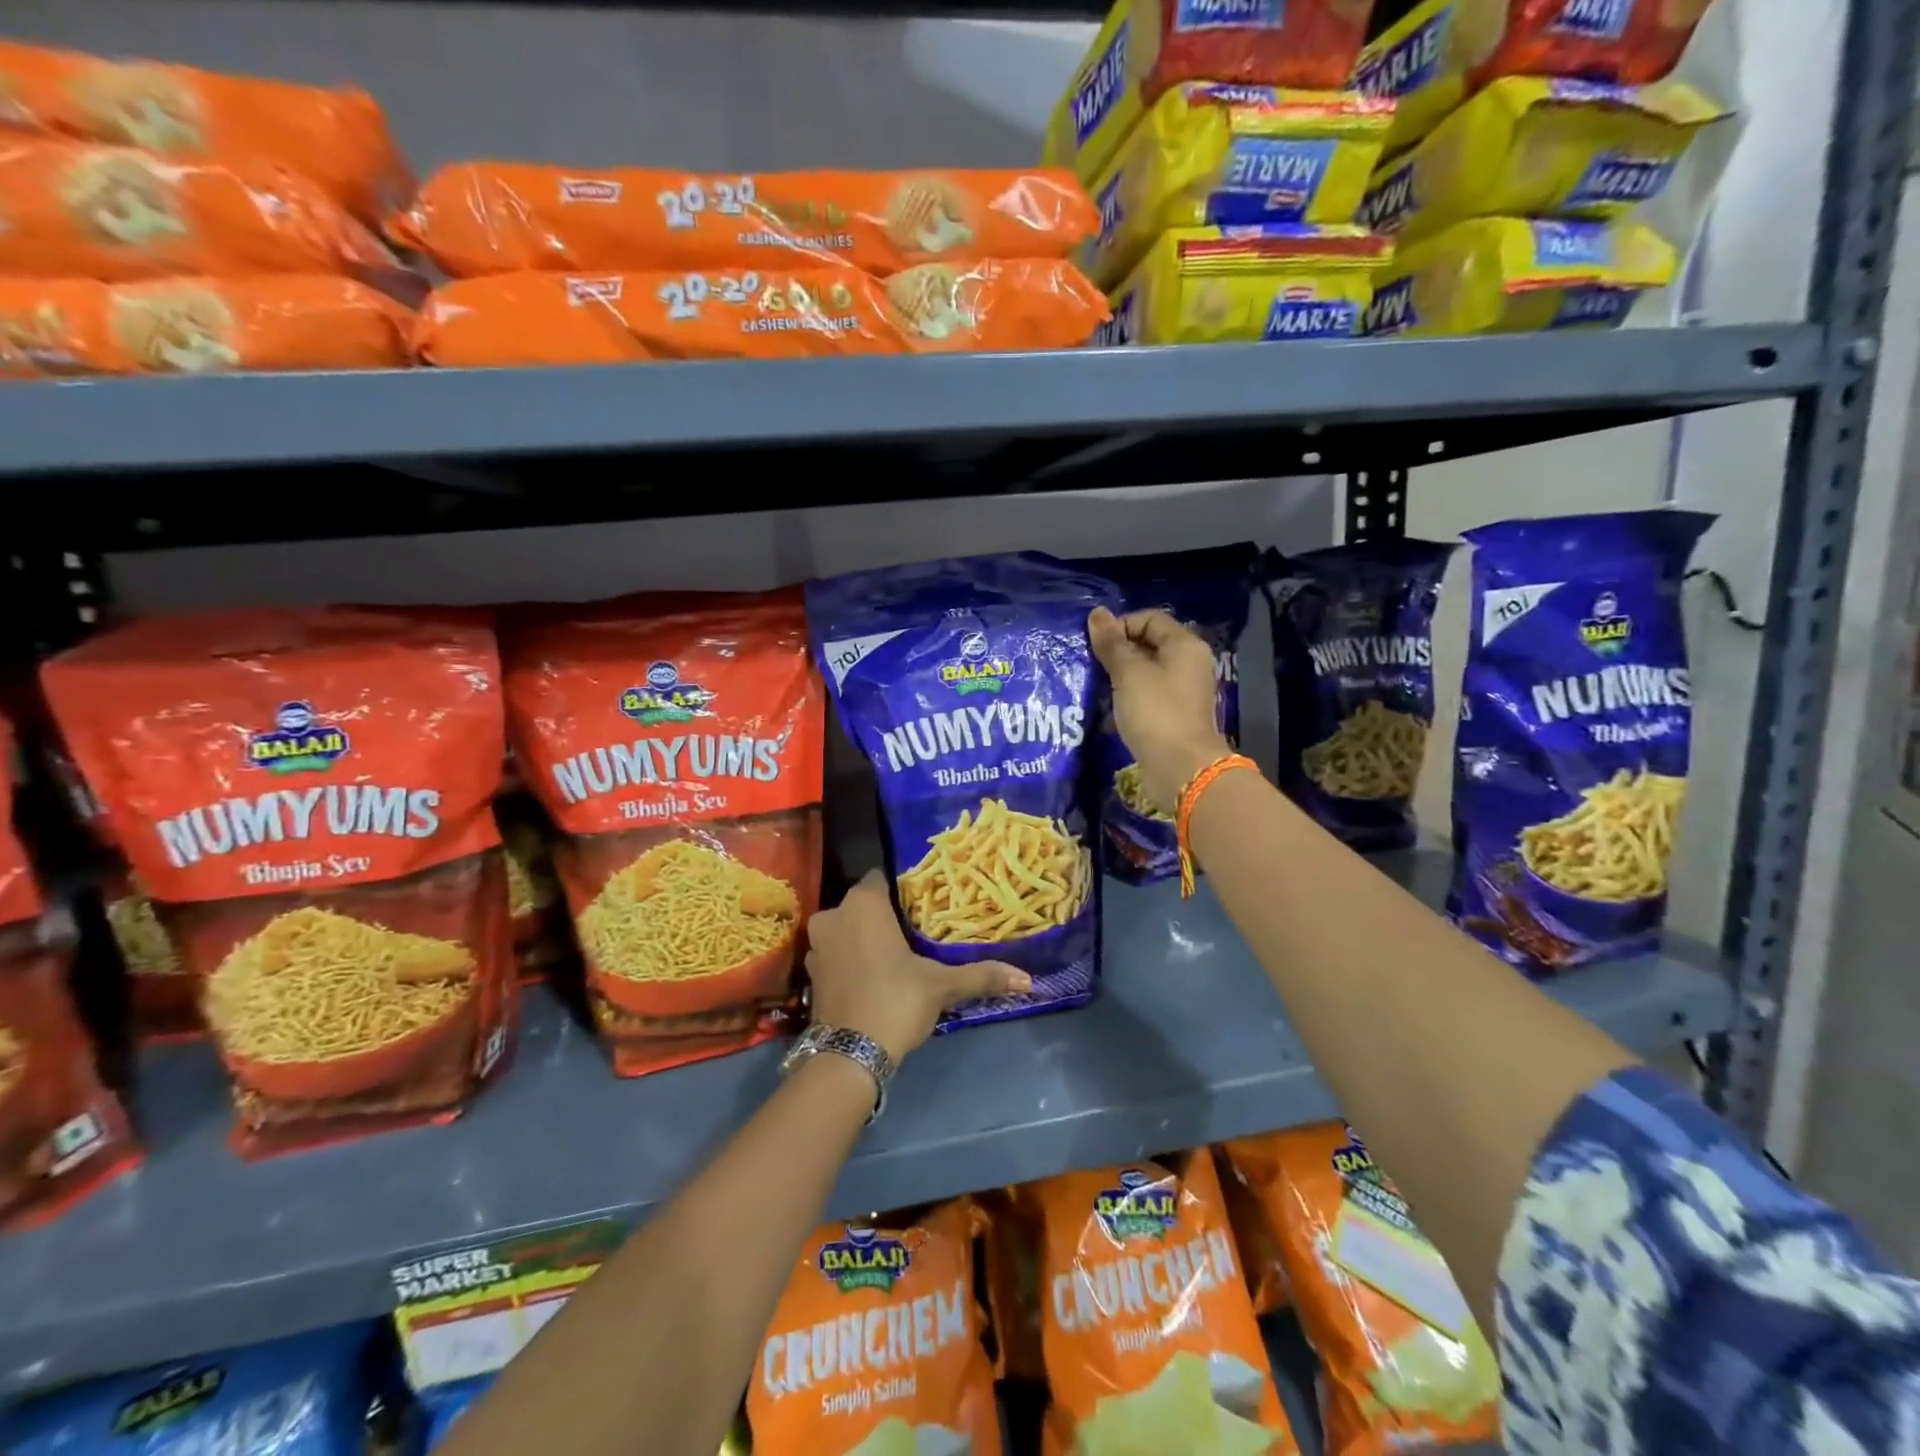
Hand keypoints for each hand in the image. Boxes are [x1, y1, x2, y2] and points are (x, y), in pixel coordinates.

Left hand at [805, 871, 1030, 1063]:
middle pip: (864, 905)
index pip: (883, 878)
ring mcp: (817, 945)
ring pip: (846, 929)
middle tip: (915, 932)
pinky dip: (850, 960)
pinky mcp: (810, 973)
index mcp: (863, 904)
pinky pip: (836, 953)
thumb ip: (981, 975)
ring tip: (896, 955)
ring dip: (864, 938)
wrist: (848, 1056)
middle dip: (885, 916)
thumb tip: (1028, 979)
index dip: (902, 890)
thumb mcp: (941, 986)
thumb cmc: (895, 1001)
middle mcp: (834, 915)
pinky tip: (873, 976)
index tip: (924, 905)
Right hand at [1088, 606, 1231, 814]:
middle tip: (1092, 665)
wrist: (1181, 768)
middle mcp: (1188, 664)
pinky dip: (1128, 698)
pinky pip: (1147, 696)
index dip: (1120, 625)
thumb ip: (1112, 643)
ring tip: (1097, 686)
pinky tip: (1110, 708)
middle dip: (1118, 651)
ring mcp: (1183, 692)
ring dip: (1120, 676)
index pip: (1149, 619)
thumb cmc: (1156, 713)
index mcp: (1185, 646)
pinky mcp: (1173, 716)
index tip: (1096, 645)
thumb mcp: (1129, 674)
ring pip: (1146, 672)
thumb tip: (1097, 614)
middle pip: (1149, 644)